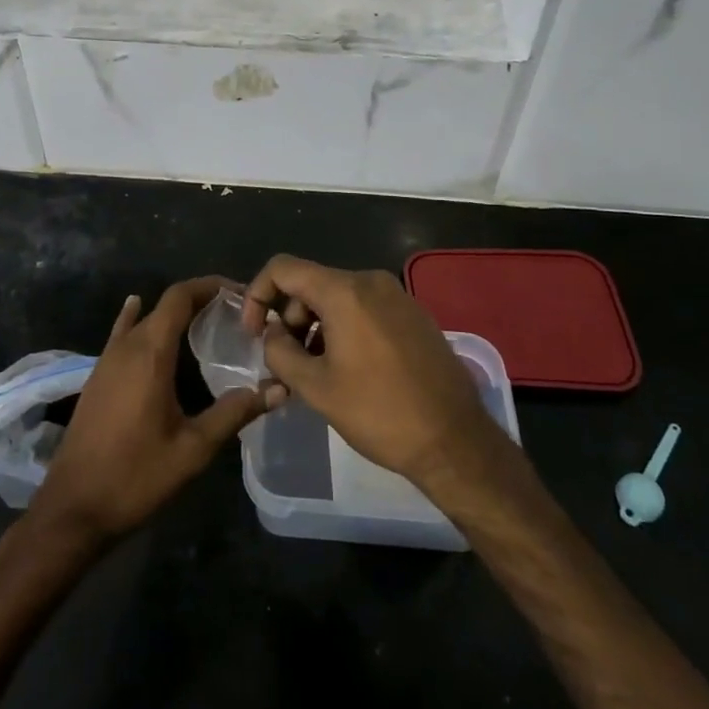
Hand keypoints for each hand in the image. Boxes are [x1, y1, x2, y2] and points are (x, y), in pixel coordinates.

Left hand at [29, 278, 281, 545]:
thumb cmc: (136, 476)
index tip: (240, 293)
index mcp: (150, 353)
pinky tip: (137, 310)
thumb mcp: (194, 449)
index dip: (209, 286)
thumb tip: (279, 389)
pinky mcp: (98, 377)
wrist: (73, 508)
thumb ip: (235, 413)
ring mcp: (107, 360)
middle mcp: (126, 346)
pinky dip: (138, 318)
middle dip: (199, 300)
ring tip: (207, 322)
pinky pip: (122, 334)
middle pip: (164, 304)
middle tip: (235, 314)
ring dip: (173, 314)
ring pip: (144, 319)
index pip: (179, 296)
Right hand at [242, 255, 504, 490]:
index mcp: (345, 291)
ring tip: (315, 370)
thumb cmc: (379, 412)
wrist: (455, 440)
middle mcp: (371, 281)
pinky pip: (364, 308)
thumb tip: (272, 333)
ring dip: (315, 326)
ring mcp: (397, 296)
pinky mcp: (413, 314)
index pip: (283, 268)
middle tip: (286, 361)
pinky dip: (343, 328)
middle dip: (289, 317)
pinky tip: (348, 368)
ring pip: (338, 297)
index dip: (258, 295)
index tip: (254, 333)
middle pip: (311, 283)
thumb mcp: (316, 387)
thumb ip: (280, 351)